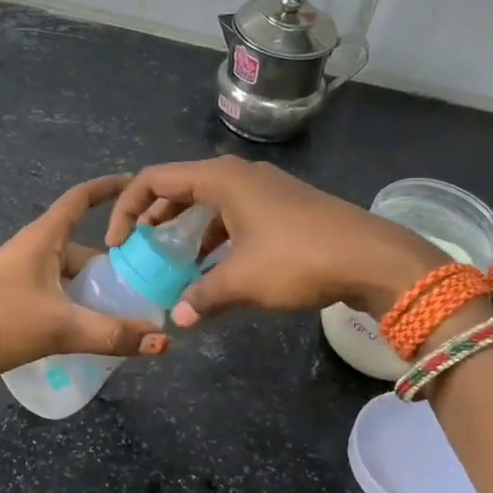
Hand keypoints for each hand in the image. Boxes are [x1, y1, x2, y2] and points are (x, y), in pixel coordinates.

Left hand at [0, 175, 170, 379]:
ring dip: (95, 289)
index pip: (80, 198)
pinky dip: (77, 304)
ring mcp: (21, 274)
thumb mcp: (60, 327)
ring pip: (69, 275)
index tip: (138, 184)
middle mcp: (33, 249)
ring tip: (127, 312)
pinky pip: (57, 293)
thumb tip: (163, 341)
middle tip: (148, 281)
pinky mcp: (13, 298)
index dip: (109, 187)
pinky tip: (91, 329)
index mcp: (43, 238)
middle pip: (82, 246)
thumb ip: (112, 334)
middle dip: (114, 262)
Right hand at [105, 156, 448, 324]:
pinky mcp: (283, 207)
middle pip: (180, 187)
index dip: (127, 208)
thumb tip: (177, 317)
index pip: (155, 179)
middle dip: (155, 218)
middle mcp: (240, 175)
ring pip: (209, 202)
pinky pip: (233, 215)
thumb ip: (202, 296)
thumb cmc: (298, 259)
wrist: (373, 258)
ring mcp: (264, 189)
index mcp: (222, 178)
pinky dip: (215, 237)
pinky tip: (214, 268)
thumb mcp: (243, 281)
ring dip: (186, 230)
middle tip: (140, 251)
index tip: (119, 244)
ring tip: (172, 263)